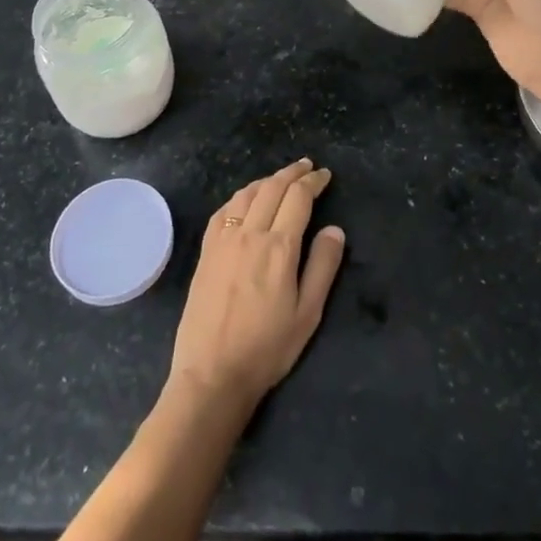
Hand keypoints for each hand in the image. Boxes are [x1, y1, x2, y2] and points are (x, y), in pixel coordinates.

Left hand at [167, 159, 345, 412]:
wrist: (212, 374)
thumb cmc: (267, 348)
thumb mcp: (307, 313)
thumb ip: (323, 266)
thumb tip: (334, 229)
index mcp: (279, 247)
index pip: (298, 198)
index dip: (313, 182)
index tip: (324, 175)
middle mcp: (250, 233)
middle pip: (273, 188)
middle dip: (292, 173)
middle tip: (307, 166)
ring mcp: (224, 240)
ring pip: (247, 194)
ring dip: (267, 180)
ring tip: (281, 178)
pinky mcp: (206, 252)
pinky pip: (224, 210)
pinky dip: (240, 196)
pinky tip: (245, 200)